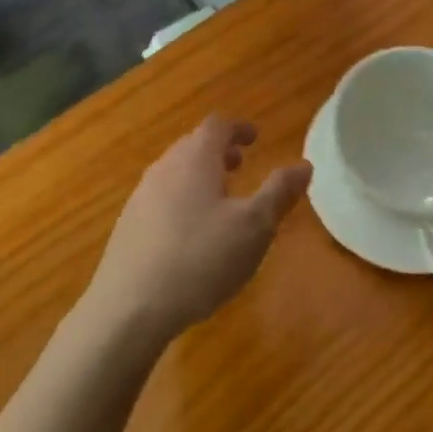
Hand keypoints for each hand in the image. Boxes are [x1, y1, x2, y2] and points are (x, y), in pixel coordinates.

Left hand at [85, 117, 309, 342]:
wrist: (130, 305)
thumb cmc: (200, 258)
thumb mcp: (253, 228)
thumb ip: (279, 193)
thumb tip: (304, 165)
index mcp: (195, 158)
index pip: (216, 126)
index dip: (238, 129)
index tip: (255, 138)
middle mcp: (164, 167)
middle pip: (192, 146)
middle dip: (219, 151)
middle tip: (241, 165)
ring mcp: (141, 195)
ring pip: (175, 172)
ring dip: (199, 176)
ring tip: (220, 199)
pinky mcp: (129, 224)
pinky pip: (161, 197)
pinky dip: (182, 199)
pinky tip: (191, 233)